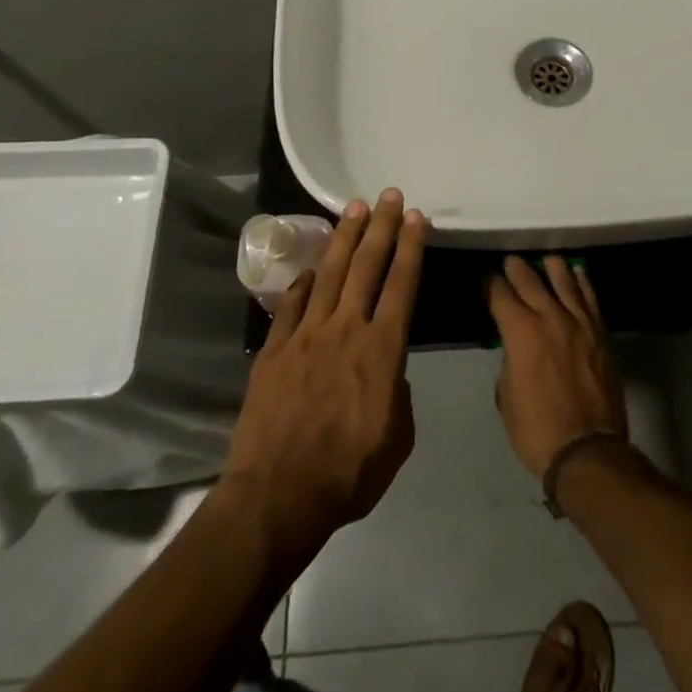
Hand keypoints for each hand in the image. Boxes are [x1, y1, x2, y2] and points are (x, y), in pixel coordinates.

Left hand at [222, 191, 424, 566]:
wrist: (278, 496)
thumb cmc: (348, 474)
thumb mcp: (397, 439)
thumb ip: (399, 394)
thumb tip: (389, 371)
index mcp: (382, 349)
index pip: (402, 284)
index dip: (410, 247)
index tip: (416, 217)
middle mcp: (346, 329)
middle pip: (367, 265)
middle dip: (381, 226)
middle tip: (388, 195)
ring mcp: (306, 335)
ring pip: (330, 273)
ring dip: (345, 238)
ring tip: (354, 208)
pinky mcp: (275, 349)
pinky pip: (293, 304)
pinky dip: (305, 282)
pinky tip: (313, 267)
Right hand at [487, 255, 627, 478]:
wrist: (588, 450)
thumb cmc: (537, 429)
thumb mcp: (506, 396)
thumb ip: (509, 361)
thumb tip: (515, 349)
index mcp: (520, 332)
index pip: (500, 295)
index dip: (491, 284)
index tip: (487, 279)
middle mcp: (549, 317)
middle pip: (531, 280)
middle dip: (517, 269)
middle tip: (510, 261)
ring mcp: (579, 323)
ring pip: (564, 281)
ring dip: (551, 268)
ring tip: (545, 260)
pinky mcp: (600, 333)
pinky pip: (590, 298)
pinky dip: (581, 282)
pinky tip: (577, 274)